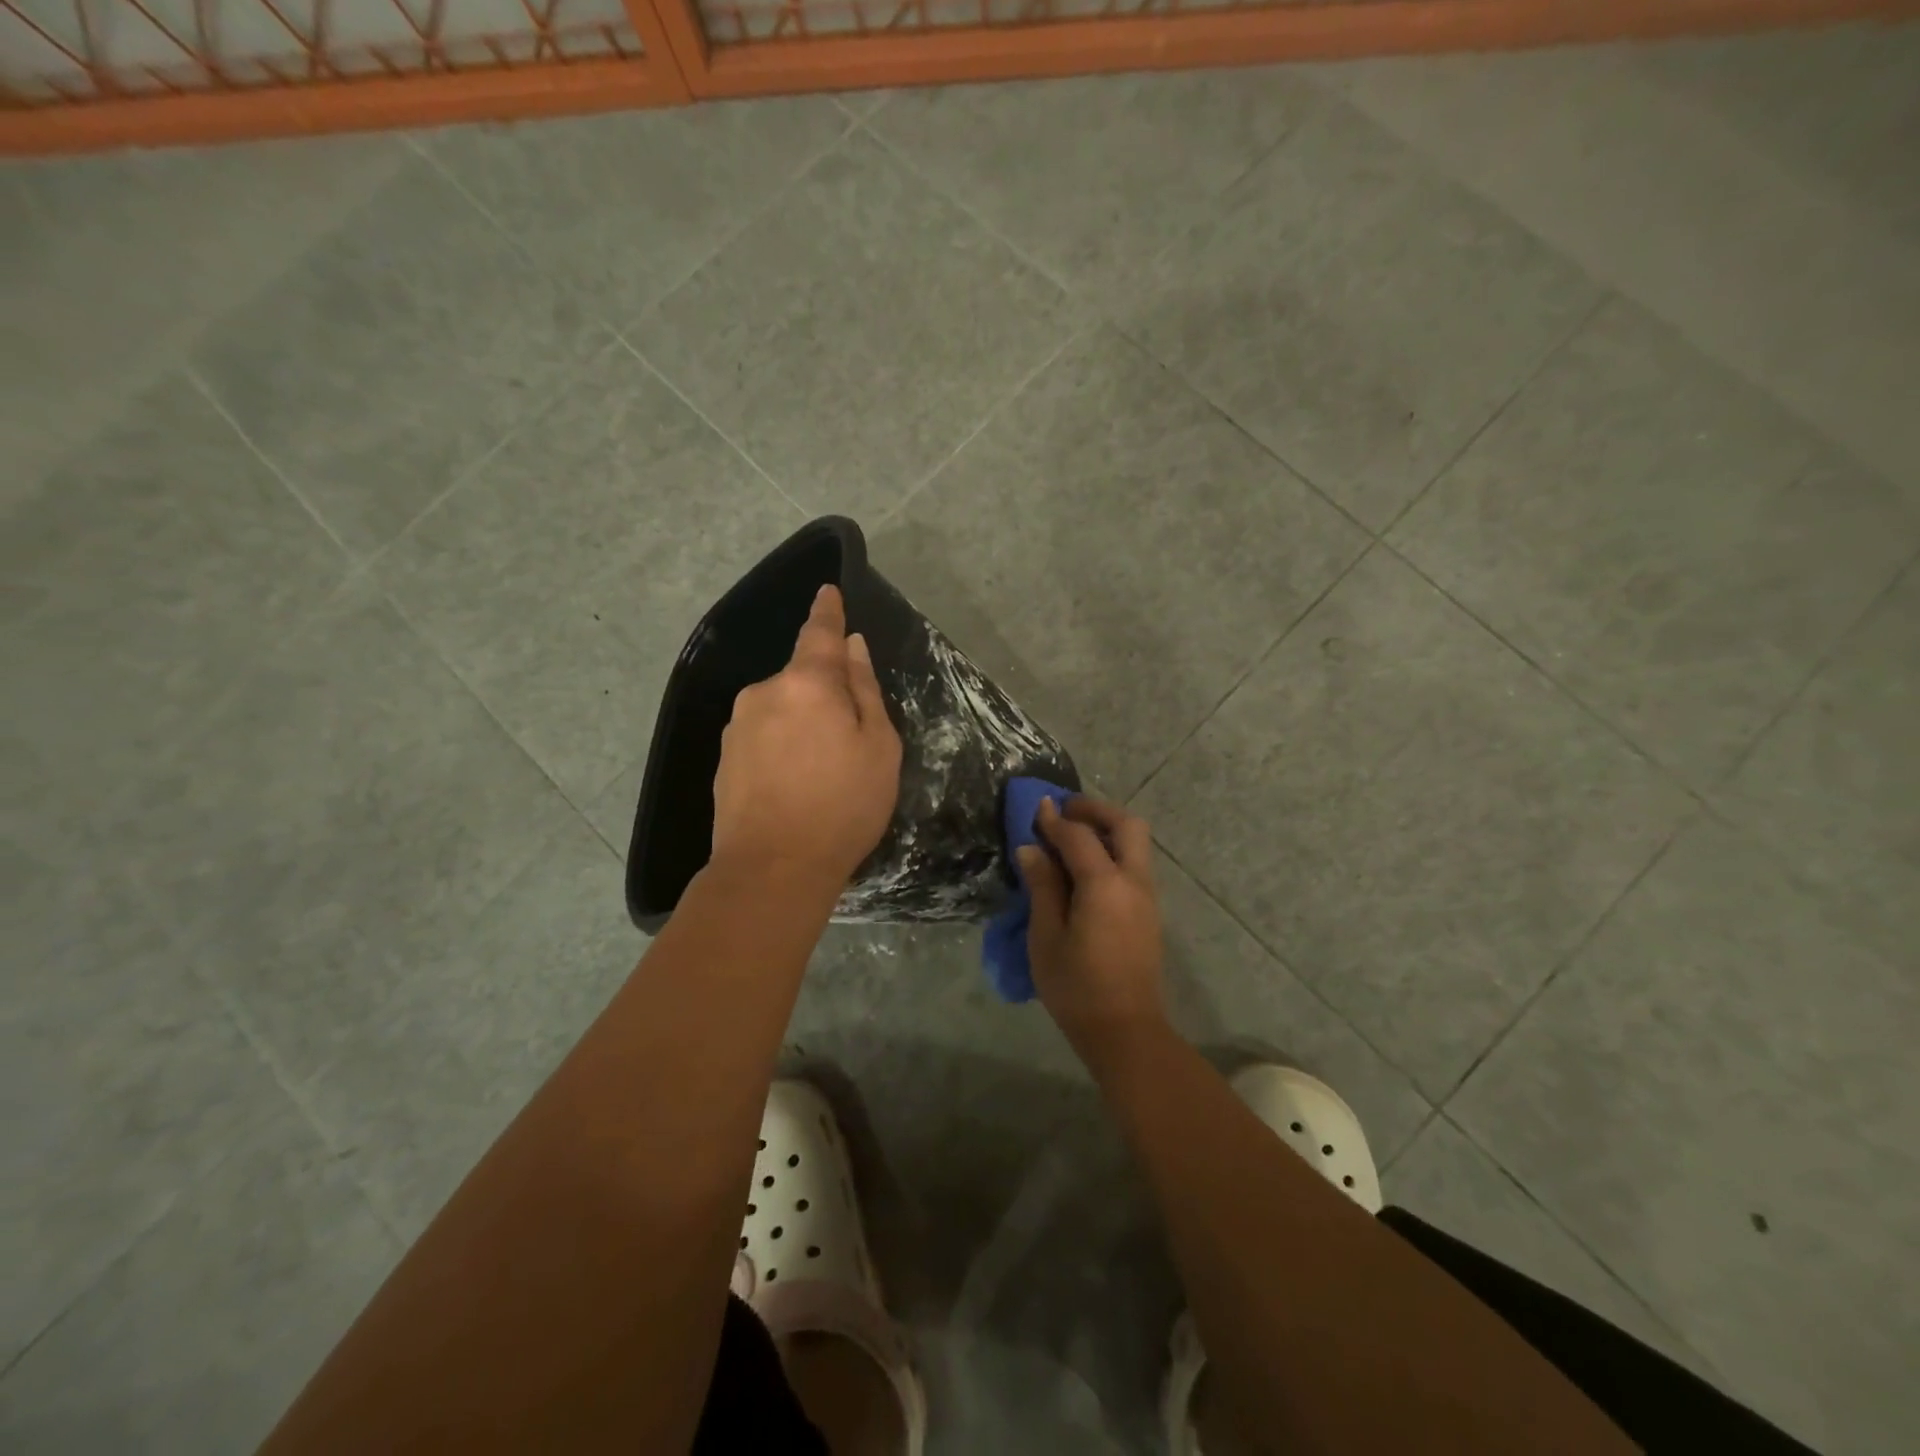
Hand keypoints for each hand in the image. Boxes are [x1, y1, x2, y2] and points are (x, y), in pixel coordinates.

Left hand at [711, 585, 901, 894]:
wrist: (772, 868)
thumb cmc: (842, 806)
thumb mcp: (878, 747)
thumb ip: (865, 691)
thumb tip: (852, 647)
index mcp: (807, 683)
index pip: (819, 632)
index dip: (827, 611)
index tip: (828, 592)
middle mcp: (765, 692)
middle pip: (802, 678)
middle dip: (826, 694)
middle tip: (851, 741)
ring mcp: (738, 725)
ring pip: (782, 709)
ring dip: (803, 724)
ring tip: (822, 773)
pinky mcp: (724, 757)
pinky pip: (763, 736)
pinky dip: (782, 747)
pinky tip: (795, 785)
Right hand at [1018, 797, 1167, 1062]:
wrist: (1125, 1031)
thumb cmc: (1077, 987)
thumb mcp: (1047, 936)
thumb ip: (1042, 886)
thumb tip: (1031, 849)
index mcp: (1105, 885)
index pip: (1080, 836)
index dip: (1055, 820)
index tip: (1036, 808)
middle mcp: (1134, 881)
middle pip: (1127, 824)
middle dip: (1096, 810)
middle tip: (1065, 812)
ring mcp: (1147, 896)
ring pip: (1136, 843)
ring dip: (1107, 829)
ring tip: (1072, 838)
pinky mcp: (1149, 911)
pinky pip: (1134, 864)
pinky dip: (1113, 851)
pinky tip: (1086, 868)